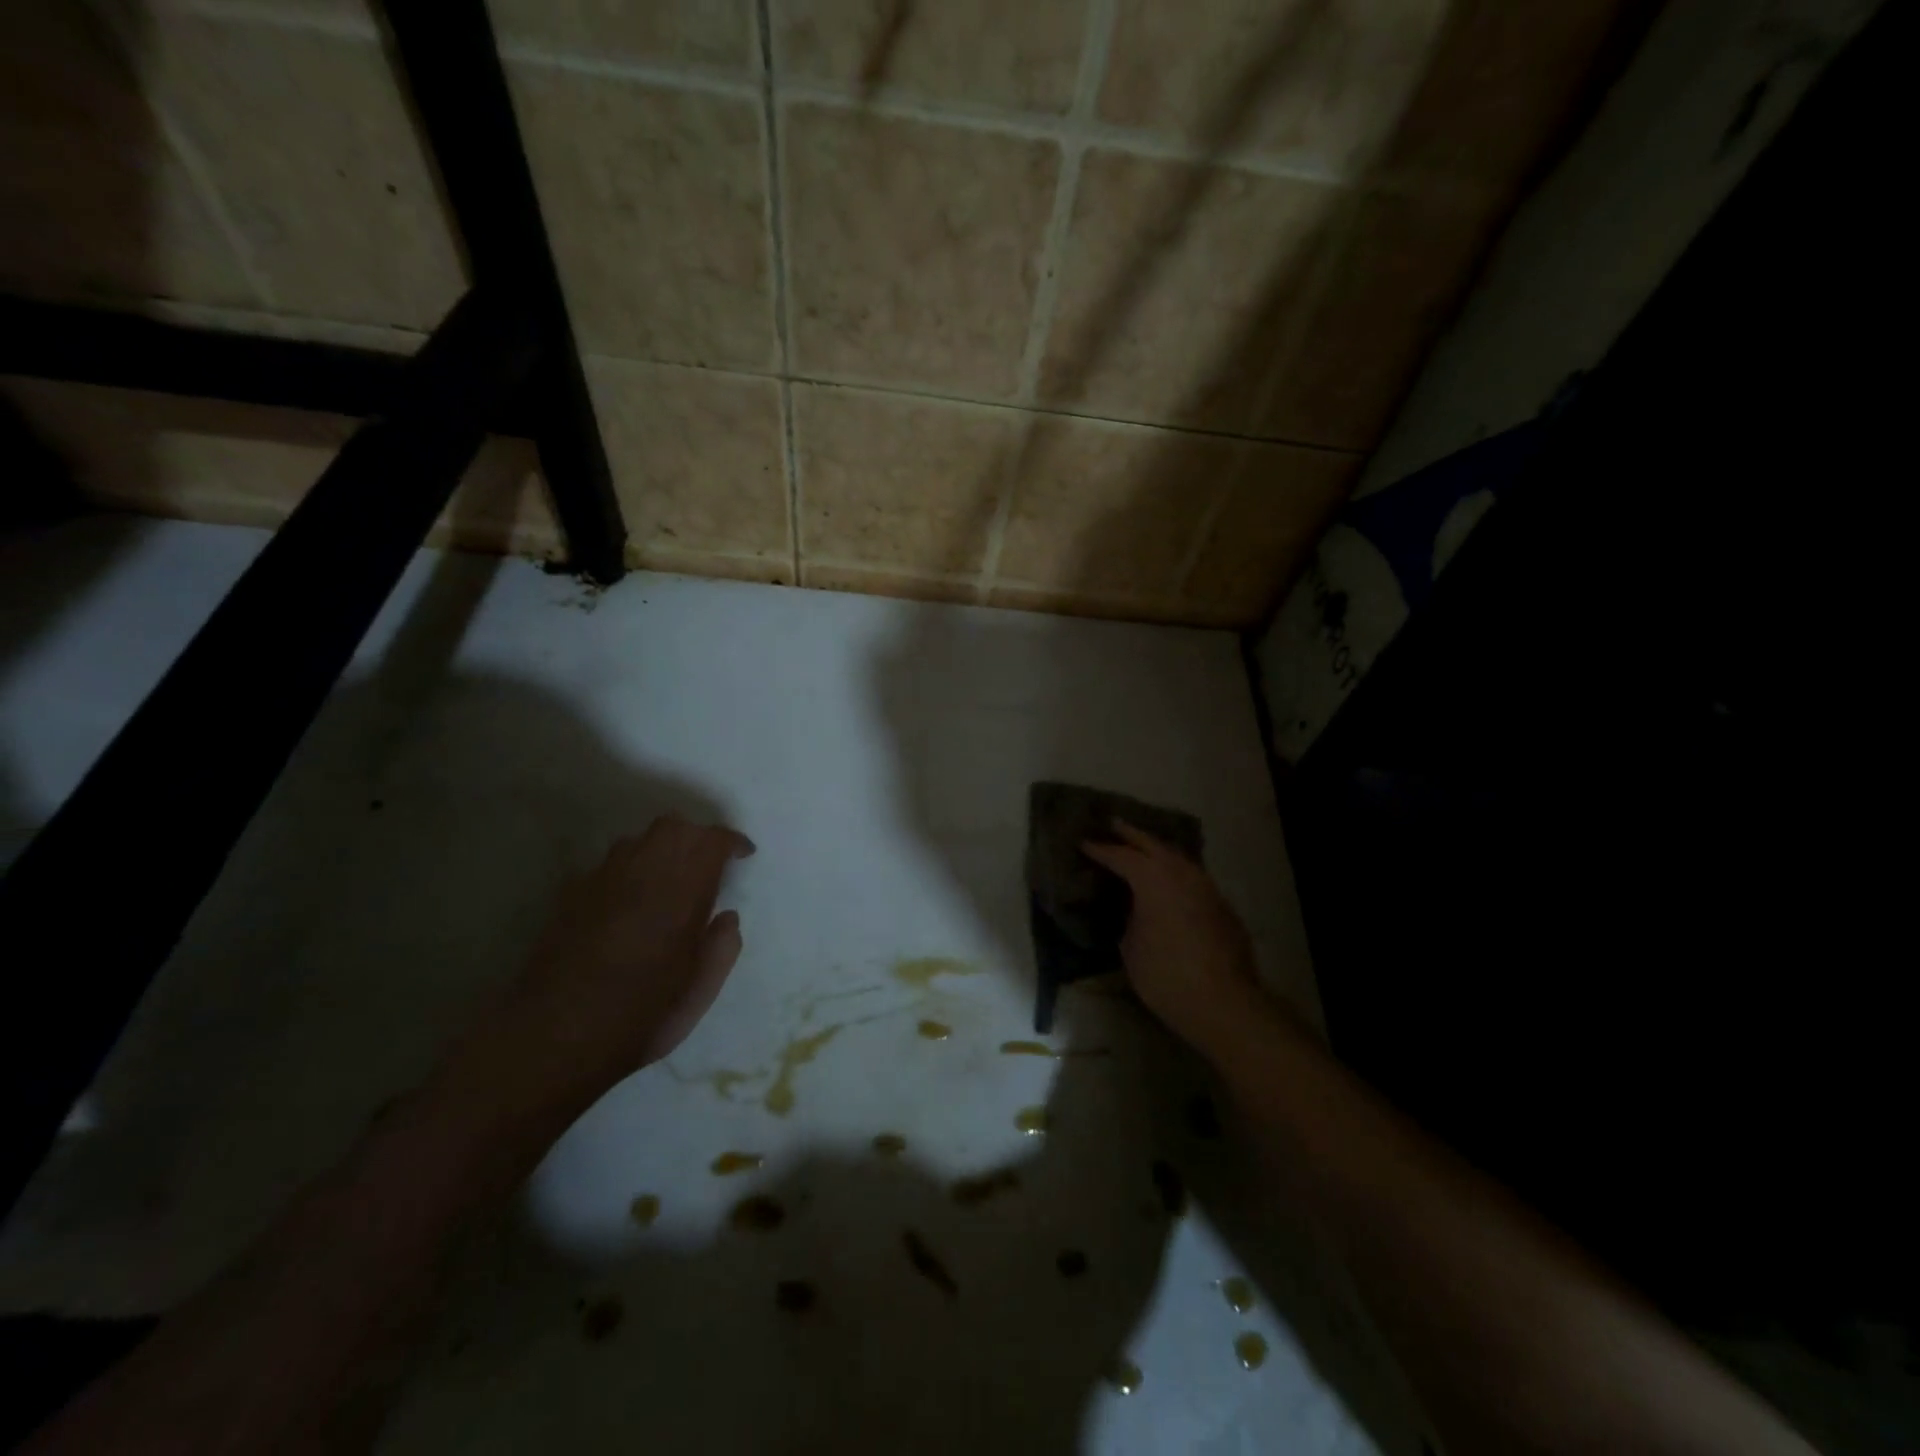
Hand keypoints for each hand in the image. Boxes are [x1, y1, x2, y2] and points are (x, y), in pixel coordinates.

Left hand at [439, 816, 754, 1129]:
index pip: (712, 841)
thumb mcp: (698, 992)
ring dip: (661, 848)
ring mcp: (601, 881)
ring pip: (637, 839)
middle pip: (674, 826)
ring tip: (670, 879)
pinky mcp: (571, 895)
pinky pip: (608, 864)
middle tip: (709, 862)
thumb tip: (727, 918)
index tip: (743, 855)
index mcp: (681, 892)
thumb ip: (722, 948)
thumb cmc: (639, 1016)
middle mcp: (642, 873)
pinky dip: (628, 868)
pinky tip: (629, 900)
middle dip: (697, 835)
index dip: (731, 841)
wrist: (553, 1037)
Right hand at [1083, 821, 1264, 1056]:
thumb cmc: (1164, 974)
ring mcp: (1206, 886)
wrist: (1223, 1002)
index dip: (1100, 850)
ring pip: (1177, 857)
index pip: (1120, 856)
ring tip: (1141, 847)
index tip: (1084, 843)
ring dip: (1157, 849)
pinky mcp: (1221, 905)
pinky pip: (1192, 876)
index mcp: (1152, 878)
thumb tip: (1134, 909)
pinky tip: (1169, 880)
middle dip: (1130, 834)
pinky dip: (1175, 871)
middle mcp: (1181, 872)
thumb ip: (1130, 917)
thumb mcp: (1130, 945)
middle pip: (1152, 844)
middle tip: (1112, 824)